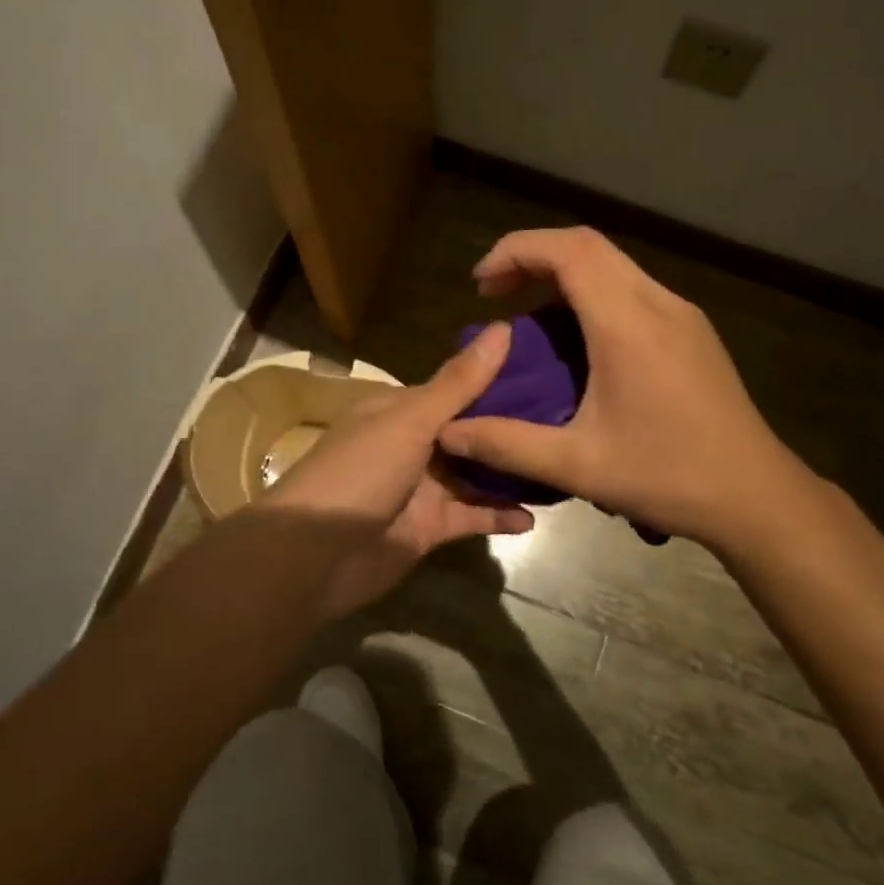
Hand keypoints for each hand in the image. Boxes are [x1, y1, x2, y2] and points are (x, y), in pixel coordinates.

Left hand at [267, 325, 533, 617]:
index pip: (456, 388)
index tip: (549, 369)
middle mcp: (412, 444)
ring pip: (474, 475)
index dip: (498, 379)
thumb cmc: (360, 472)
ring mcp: (421, 488)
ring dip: (508, 471)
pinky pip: (471, 517)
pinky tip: (536, 515)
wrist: (313, 556)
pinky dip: (499, 515)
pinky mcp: (429, 528)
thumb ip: (460, 383)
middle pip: (469, 432)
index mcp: (401, 409)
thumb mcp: (411, 421)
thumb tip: (504, 328)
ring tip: (558, 463)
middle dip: (509, 428)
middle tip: (569, 418)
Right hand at [437, 227, 815, 547]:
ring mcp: (682, 314)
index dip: (516, 251)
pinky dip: (592, 293)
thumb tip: (447, 432)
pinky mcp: (693, 330)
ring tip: (529, 317)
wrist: (758, 496)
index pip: (568, 250)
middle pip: (589, 246)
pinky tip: (579, 341)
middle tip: (496, 295)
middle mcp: (658, 303)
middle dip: (533, 256)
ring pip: (613, 264)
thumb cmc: (668, 476)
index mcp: (628, 324)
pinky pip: (632, 289)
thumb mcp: (579, 465)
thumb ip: (507, 444)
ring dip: (564, 274)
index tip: (481, 284)